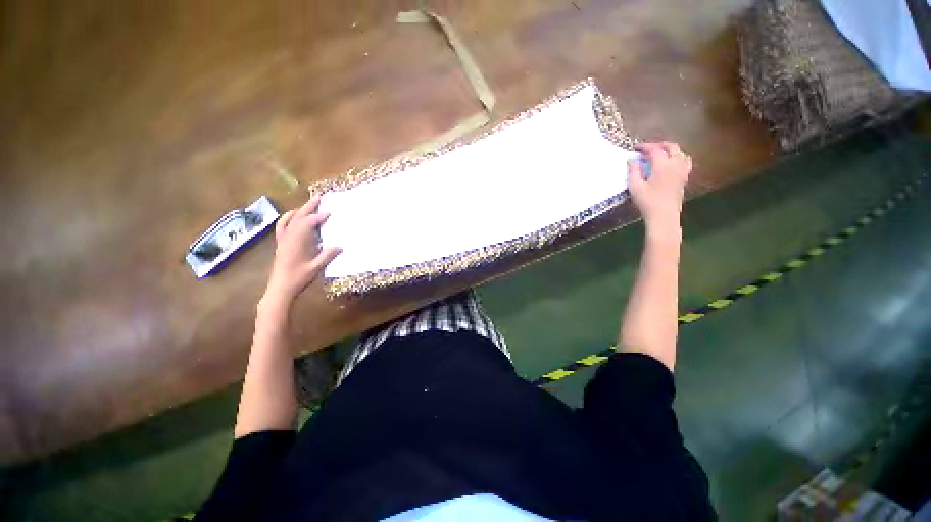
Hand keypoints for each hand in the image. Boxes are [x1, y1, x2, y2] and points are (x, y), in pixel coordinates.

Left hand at [263, 195, 341, 307]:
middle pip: (298, 218)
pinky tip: (293, 217)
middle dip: (309, 207)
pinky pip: (282, 227)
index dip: (318, 217)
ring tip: (308, 205)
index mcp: (296, 243)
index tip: (329, 213)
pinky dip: (288, 219)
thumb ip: (327, 256)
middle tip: (319, 197)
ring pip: (289, 220)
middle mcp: (288, 238)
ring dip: (299, 211)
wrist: (280, 288)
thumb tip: (340, 246)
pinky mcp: (281, 244)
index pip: (308, 224)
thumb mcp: (316, 268)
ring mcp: (283, 240)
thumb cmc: (298, 278)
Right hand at [627, 141, 691, 239]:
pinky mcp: (684, 178)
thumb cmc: (647, 202)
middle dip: (659, 144)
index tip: (635, 148)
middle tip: (647, 148)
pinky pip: (685, 161)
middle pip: (671, 146)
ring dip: (670, 149)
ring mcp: (682, 171)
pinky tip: (671, 163)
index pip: (655, 149)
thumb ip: (633, 171)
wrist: (663, 216)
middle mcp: (675, 164)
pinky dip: (678, 157)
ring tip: (659, 154)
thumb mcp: (635, 187)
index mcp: (662, 165)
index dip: (645, 146)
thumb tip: (632, 160)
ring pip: (680, 153)